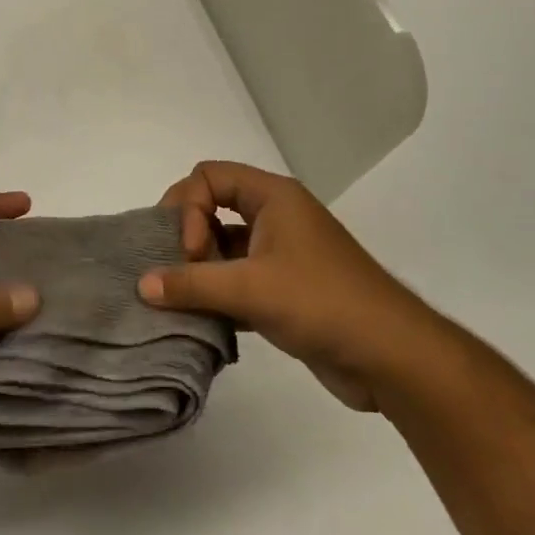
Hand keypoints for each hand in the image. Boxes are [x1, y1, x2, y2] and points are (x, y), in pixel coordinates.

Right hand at [140, 161, 422, 411]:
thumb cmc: (322, 302)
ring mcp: (282, 254)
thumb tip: (142, 284)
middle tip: (180, 274)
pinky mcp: (286, 290)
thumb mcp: (251, 288)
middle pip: (213, 208)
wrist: (392, 357)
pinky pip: (238, 280)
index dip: (188, 207)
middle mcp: (276, 217)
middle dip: (189, 237)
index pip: (208, 177)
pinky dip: (218, 295)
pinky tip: (203, 321)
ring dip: (201, 270)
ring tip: (182, 301)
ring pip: (224, 247)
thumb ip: (192, 284)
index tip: (191, 252)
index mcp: (273, 197)